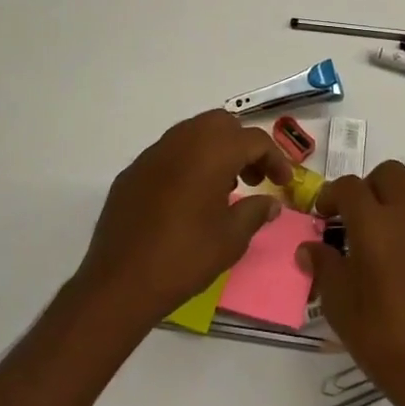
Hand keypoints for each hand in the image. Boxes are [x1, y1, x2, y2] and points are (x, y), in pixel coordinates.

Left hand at [76, 110, 292, 329]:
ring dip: (214, 151)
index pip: (254, 139)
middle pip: (222, 124)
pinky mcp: (133, 171)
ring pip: (193, 133)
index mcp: (212, 151)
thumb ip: (255, 212)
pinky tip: (187, 199)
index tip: (283, 184)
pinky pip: (169, 154)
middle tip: (253, 179)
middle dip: (243, 145)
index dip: (275, 159)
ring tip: (223, 190)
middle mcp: (182, 140)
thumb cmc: (185, 257)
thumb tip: (270, 203)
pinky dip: (187, 164)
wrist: (120, 281)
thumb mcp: (231, 239)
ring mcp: (153, 153)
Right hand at [299, 159, 404, 405]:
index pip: (349, 186)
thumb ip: (323, 266)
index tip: (322, 216)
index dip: (331, 195)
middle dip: (370, 186)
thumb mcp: (338, 304)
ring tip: (384, 245)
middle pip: (390, 173)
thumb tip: (310, 248)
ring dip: (396, 209)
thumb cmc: (381, 337)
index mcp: (374, 223)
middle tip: (357, 217)